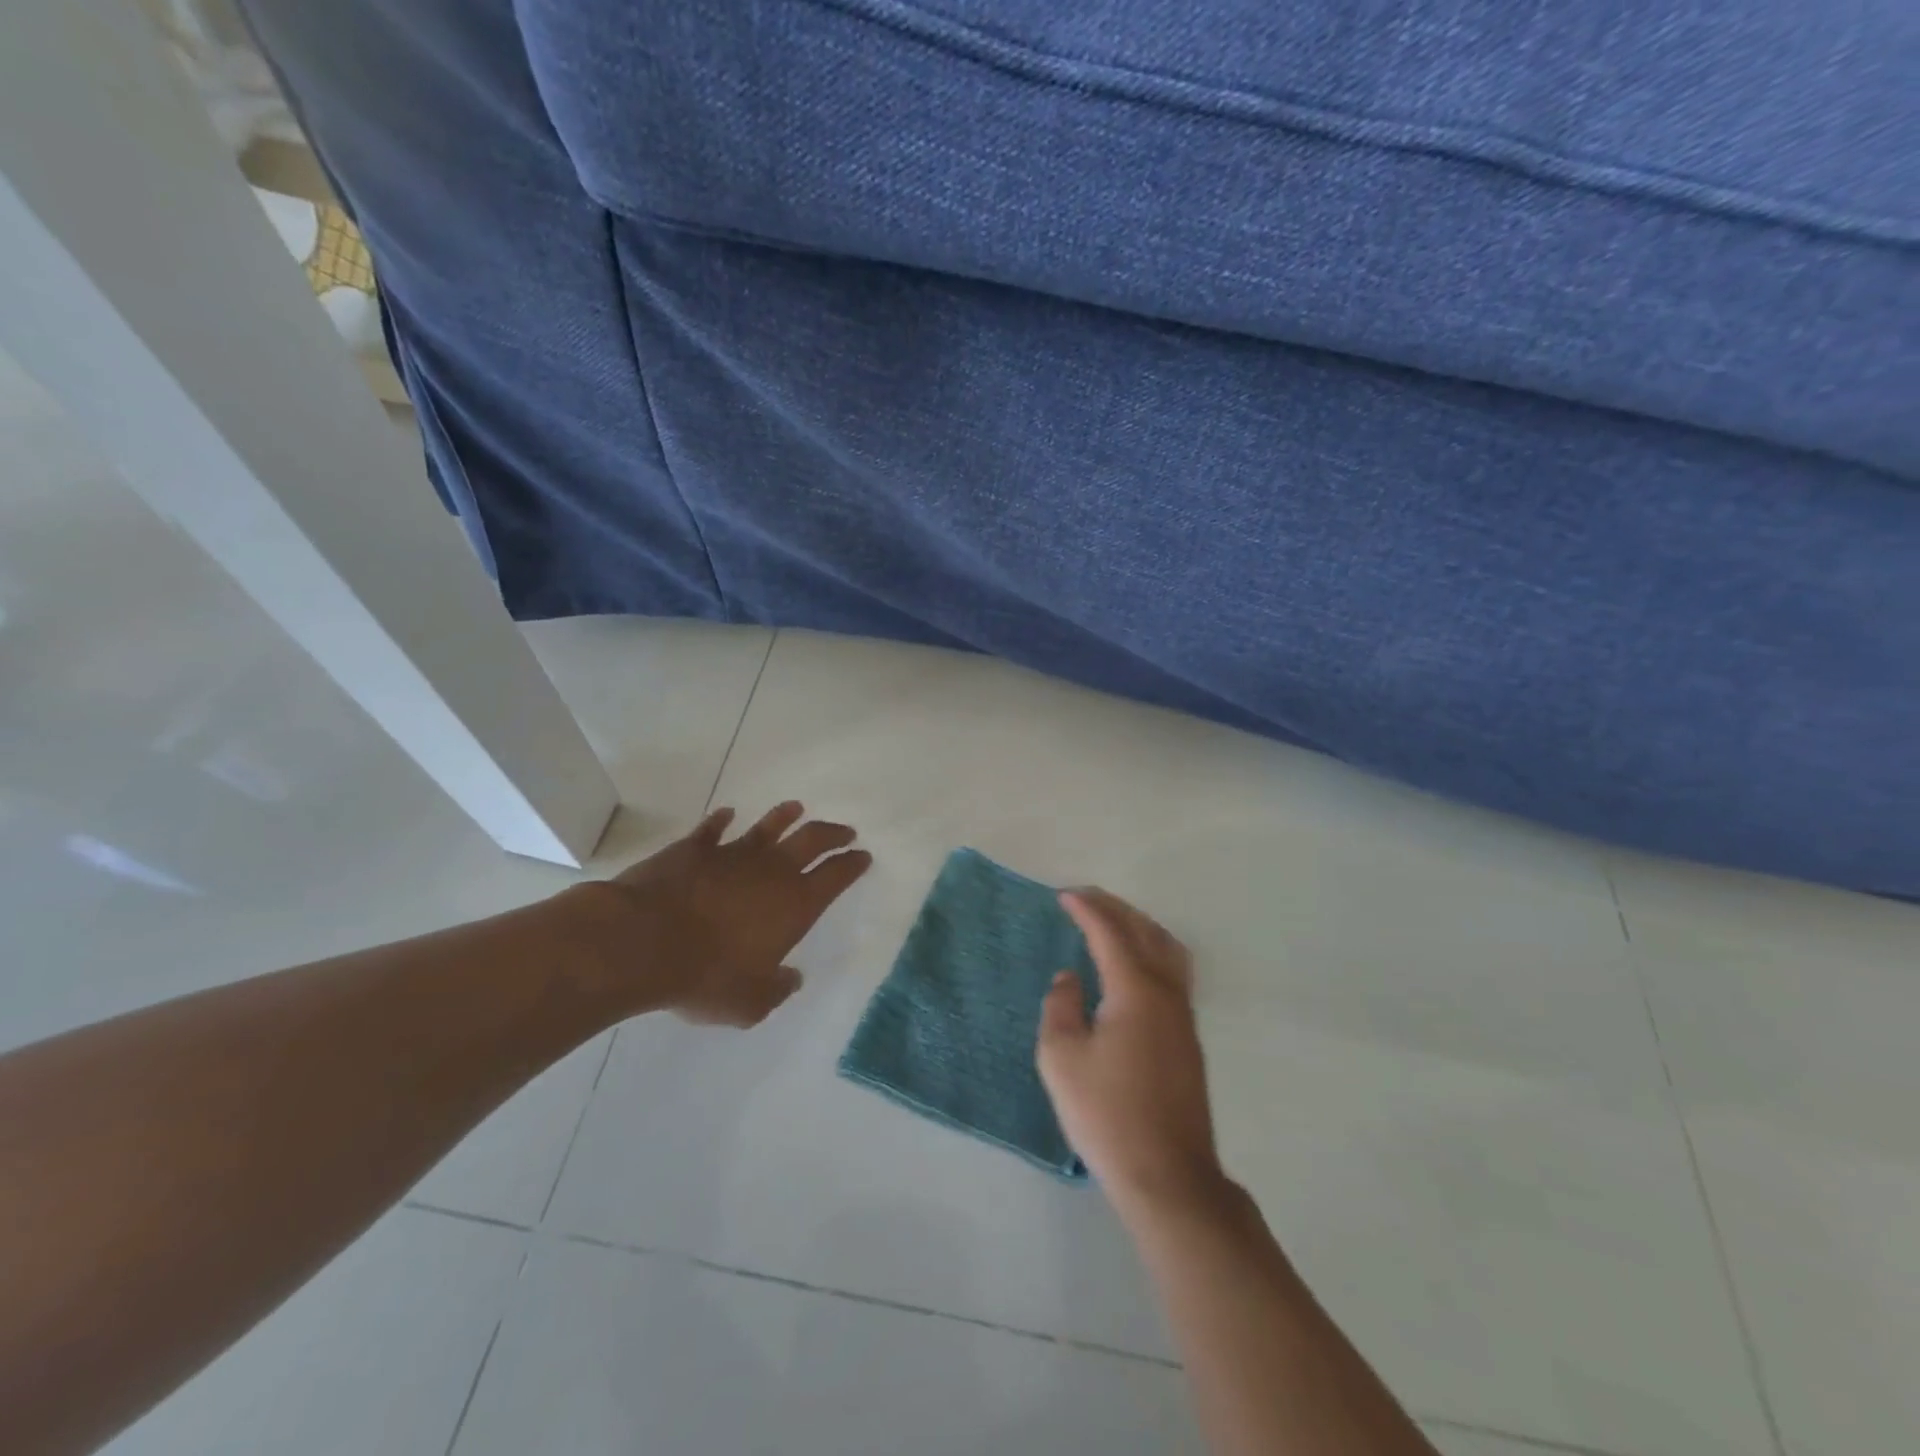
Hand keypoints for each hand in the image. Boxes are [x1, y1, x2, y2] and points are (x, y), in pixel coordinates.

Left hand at [607, 802, 871, 1026]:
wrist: (645, 942)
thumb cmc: (706, 976)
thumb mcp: (750, 1003)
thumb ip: (776, 990)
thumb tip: (792, 979)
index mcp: (795, 904)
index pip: (836, 876)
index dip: (853, 864)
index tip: (864, 855)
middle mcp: (772, 871)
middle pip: (812, 840)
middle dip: (833, 833)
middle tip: (845, 830)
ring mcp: (733, 854)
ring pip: (768, 826)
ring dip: (784, 816)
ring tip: (796, 808)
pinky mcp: (695, 848)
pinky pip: (713, 828)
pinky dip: (722, 820)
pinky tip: (727, 814)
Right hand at [1036, 889, 1226, 1217]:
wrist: (1167, 1175)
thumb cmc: (1107, 1114)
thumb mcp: (1062, 1058)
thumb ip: (1061, 1006)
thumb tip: (1070, 977)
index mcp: (1135, 990)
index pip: (1110, 933)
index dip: (1086, 910)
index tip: (1064, 896)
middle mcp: (1166, 992)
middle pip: (1145, 932)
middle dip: (1115, 908)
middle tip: (1086, 898)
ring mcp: (1183, 1015)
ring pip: (1168, 949)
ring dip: (1140, 926)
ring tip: (1113, 921)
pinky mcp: (1188, 1038)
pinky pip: (1174, 971)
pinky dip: (1153, 950)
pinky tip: (1136, 965)